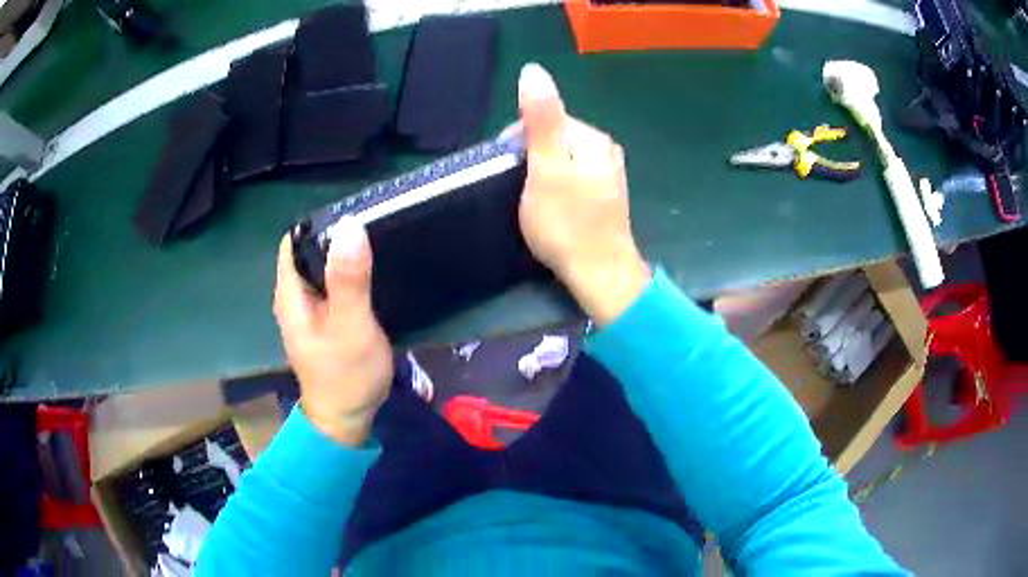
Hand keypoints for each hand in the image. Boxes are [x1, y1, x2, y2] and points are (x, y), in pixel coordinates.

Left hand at [274, 218, 392, 445]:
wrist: (346, 420)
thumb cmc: (345, 375)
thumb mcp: (350, 325)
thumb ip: (349, 279)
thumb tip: (350, 225)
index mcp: (290, 293)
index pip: (295, 239)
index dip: (320, 224)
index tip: (354, 217)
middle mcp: (293, 297)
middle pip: (308, 251)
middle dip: (335, 238)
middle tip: (372, 229)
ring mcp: (307, 310)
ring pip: (320, 268)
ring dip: (342, 257)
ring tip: (374, 248)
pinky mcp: (322, 321)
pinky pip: (330, 286)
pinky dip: (346, 277)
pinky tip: (367, 277)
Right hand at [517, 63, 650, 325]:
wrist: (599, 274)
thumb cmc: (567, 223)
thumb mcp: (547, 168)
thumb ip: (541, 119)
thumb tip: (533, 69)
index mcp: (592, 138)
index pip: (546, 118)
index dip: (519, 139)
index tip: (508, 169)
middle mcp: (604, 149)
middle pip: (554, 138)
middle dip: (530, 158)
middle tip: (520, 191)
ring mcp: (607, 173)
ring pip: (560, 160)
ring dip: (540, 174)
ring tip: (532, 201)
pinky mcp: (603, 195)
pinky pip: (570, 178)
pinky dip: (555, 188)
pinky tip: (551, 208)